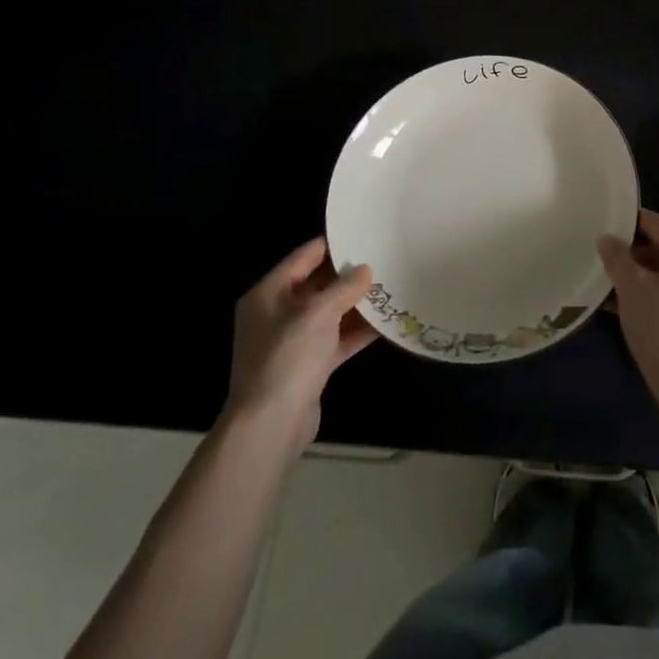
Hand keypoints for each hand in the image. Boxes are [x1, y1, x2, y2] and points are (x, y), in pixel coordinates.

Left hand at [223, 238, 375, 452]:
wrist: (270, 425)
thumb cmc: (288, 357)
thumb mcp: (319, 313)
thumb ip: (345, 287)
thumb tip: (365, 269)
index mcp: (269, 293)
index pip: (304, 256)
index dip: (333, 244)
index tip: (364, 232)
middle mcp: (277, 313)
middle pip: (317, 284)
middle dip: (349, 274)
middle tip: (383, 258)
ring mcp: (292, 341)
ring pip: (329, 313)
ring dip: (356, 303)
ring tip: (390, 286)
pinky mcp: (308, 366)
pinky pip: (336, 339)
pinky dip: (357, 331)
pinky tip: (386, 323)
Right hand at [598, 208, 658, 394]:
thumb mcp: (631, 287)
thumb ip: (617, 258)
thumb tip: (607, 239)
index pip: (656, 223)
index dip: (630, 222)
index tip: (605, 227)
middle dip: (632, 256)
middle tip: (603, 265)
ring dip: (639, 280)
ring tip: (609, 292)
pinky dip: (651, 297)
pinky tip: (626, 312)